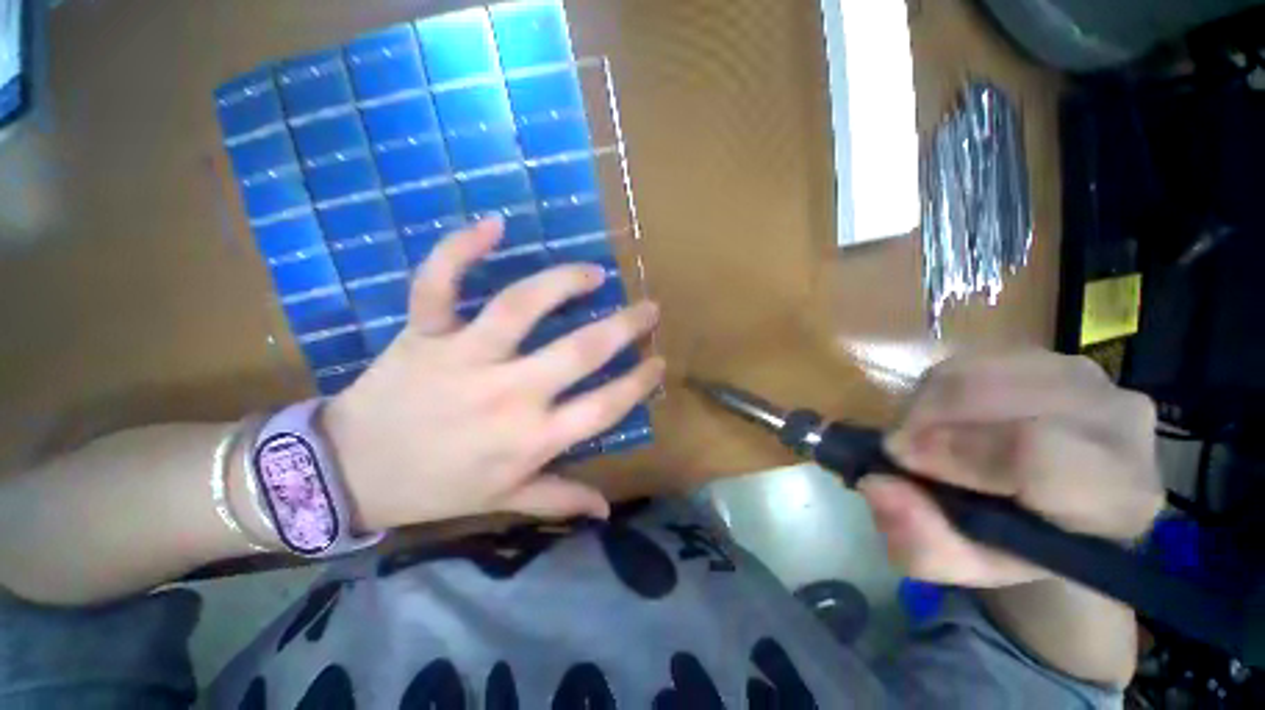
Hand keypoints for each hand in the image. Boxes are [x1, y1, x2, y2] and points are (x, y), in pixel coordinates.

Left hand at [323, 219, 663, 528]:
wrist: (348, 475)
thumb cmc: (435, 488)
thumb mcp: (503, 501)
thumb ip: (558, 499)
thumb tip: (605, 511)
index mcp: (530, 439)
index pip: (603, 407)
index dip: (638, 383)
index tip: (658, 361)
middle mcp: (507, 395)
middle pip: (579, 352)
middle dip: (624, 327)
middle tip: (648, 308)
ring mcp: (463, 358)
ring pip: (520, 307)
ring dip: (563, 283)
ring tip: (593, 272)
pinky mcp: (423, 335)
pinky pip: (439, 283)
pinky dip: (461, 249)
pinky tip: (494, 225)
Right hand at [859, 352, 1163, 587]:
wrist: (1051, 508)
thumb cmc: (1013, 544)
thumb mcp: (964, 563)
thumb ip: (922, 541)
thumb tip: (877, 485)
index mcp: (1117, 495)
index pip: (1039, 454)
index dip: (957, 452)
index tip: (900, 457)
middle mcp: (1118, 422)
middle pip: (1002, 400)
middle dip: (929, 420)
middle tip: (900, 448)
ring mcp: (1086, 377)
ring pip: (979, 373)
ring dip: (928, 404)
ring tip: (920, 435)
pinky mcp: (1046, 356)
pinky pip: (970, 360)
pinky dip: (936, 388)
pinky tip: (939, 416)